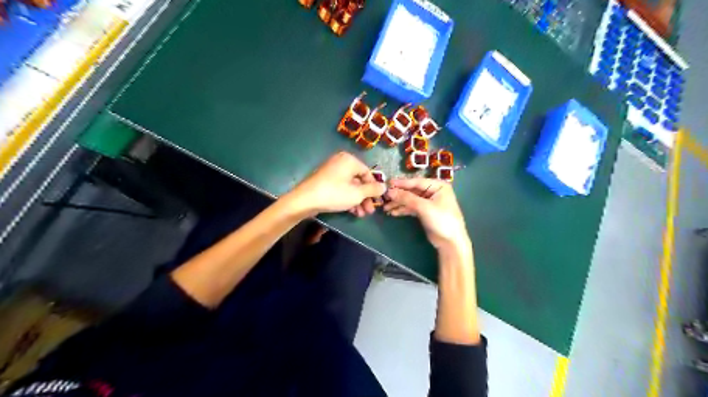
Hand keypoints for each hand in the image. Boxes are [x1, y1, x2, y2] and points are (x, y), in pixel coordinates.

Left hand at [282, 151, 384, 217]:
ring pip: (350, 186)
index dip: (374, 188)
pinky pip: (341, 188)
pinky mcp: (325, 181)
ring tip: (361, 214)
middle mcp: (341, 162)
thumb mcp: (357, 194)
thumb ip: (372, 190)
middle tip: (370, 211)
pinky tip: (352, 211)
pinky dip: (348, 198)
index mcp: (349, 160)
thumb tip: (384, 186)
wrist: (305, 200)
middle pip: (359, 181)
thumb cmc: (334, 194)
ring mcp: (332, 172)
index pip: (368, 173)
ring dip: (358, 201)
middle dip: (365, 197)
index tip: (377, 201)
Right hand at [382, 176, 469, 250]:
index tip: (387, 184)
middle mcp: (433, 191)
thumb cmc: (441, 220)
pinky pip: (412, 208)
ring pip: (410, 200)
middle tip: (384, 197)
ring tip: (385, 207)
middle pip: (412, 191)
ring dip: (399, 203)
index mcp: (438, 186)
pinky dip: (403, 209)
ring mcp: (429, 202)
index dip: (401, 183)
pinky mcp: (425, 212)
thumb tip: (390, 191)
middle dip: (398, 195)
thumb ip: (406, 198)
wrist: (451, 242)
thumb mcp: (424, 207)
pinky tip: (393, 212)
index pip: (416, 182)